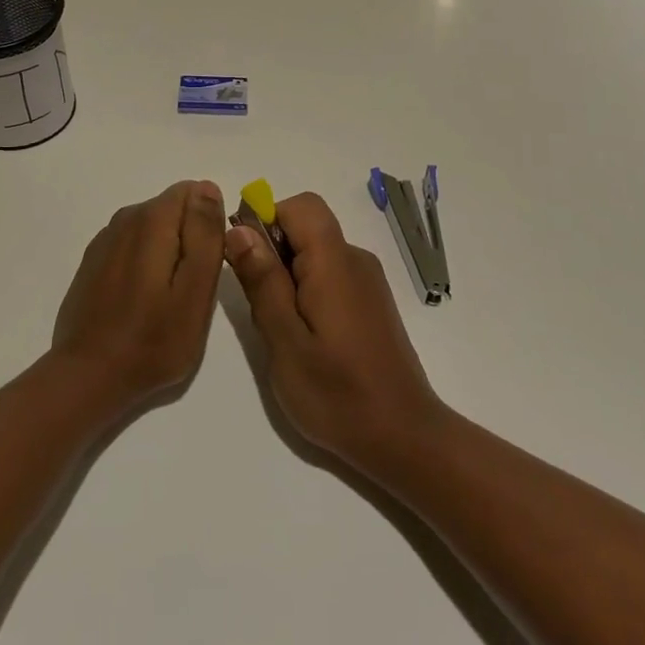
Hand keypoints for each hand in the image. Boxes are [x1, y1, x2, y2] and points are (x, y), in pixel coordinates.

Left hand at [52, 181, 227, 411]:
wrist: (89, 376)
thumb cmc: (153, 340)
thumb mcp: (195, 290)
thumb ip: (205, 234)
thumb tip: (208, 188)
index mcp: (152, 219)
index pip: (195, 192)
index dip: (208, 225)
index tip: (207, 265)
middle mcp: (126, 217)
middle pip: (173, 209)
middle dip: (189, 239)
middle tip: (190, 290)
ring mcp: (106, 239)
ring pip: (153, 228)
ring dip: (167, 253)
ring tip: (167, 300)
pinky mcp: (94, 261)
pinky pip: (133, 246)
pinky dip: (144, 264)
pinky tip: (141, 301)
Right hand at [224, 192, 444, 473]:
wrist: (405, 438)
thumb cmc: (338, 394)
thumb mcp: (285, 341)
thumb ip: (262, 281)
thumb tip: (239, 230)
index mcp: (335, 262)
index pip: (300, 206)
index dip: (267, 219)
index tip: (247, 262)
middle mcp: (355, 260)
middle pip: (306, 227)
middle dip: (273, 253)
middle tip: (264, 308)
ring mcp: (368, 281)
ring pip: (316, 253)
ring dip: (288, 276)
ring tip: (283, 332)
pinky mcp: (371, 302)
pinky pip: (331, 275)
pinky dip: (308, 292)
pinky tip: (307, 340)